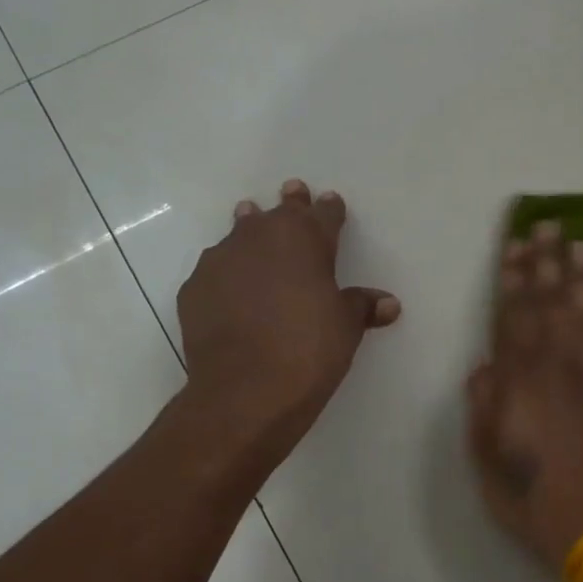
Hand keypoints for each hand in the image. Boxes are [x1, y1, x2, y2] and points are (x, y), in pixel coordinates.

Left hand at [177, 180, 400, 464]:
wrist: (245, 390)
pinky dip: (228, 273)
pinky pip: (216, 271)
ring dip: (250, 228)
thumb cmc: (309, 350)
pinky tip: (231, 289)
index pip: (322, 214)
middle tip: (293, 191)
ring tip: (250, 219)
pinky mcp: (193, 289)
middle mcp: (259, 238)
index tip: (332, 202)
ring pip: (239, 234)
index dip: (329, 209)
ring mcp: (220, 261)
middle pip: (278, 213)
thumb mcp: (346, 328)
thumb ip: (362, 307)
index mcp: (304, 240)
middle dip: (290, 204)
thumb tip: (388, 303)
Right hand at [466, 221, 582, 571]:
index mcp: (523, 383)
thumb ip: (482, 407)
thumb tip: (485, 366)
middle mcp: (561, 370)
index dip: (514, 279)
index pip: (515, 318)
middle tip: (550, 225)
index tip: (516, 244)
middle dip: (549, 262)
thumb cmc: (530, 498)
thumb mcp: (485, 459)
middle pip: (554, 305)